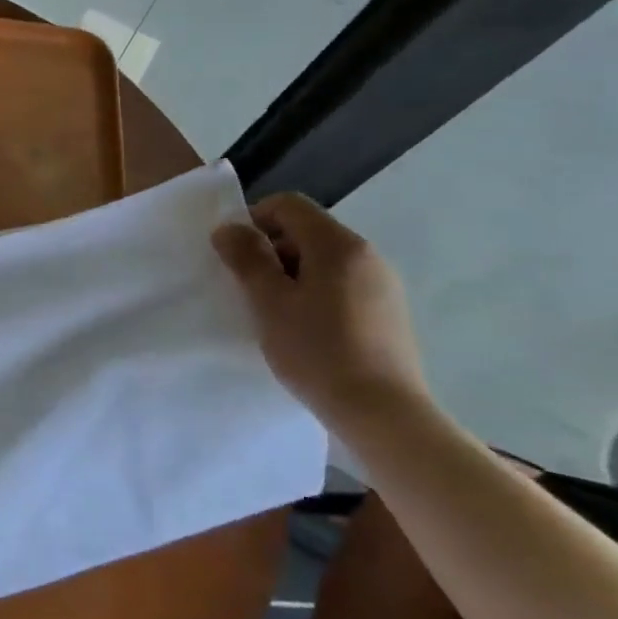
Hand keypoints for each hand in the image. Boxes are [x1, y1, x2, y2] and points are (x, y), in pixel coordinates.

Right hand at [211, 193, 430, 423]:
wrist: (383, 413)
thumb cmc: (317, 351)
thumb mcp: (269, 302)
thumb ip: (247, 258)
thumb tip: (228, 227)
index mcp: (338, 245)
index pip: (289, 205)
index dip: (254, 219)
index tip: (235, 254)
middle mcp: (367, 255)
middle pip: (307, 231)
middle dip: (271, 250)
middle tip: (249, 287)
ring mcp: (383, 284)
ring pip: (324, 260)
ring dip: (292, 274)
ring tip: (274, 312)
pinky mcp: (389, 312)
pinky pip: (342, 285)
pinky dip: (315, 293)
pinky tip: (305, 329)